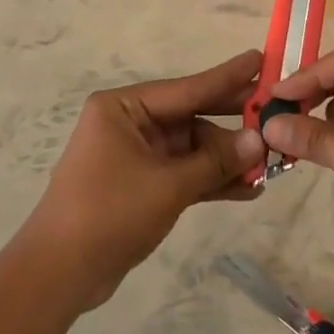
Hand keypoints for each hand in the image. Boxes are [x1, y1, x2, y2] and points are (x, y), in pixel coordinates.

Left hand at [19, 50, 265, 310]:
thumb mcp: (168, 186)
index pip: (187, 88)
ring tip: (269, 166)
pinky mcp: (141, 184)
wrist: (58, 274)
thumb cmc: (108, 214)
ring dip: (225, 160)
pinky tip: (247, 190)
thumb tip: (259, 140)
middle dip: (232, 124)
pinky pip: (184, 172)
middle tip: (275, 116)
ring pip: (192, 148)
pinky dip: (210, 180)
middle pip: (192, 117)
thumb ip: (215, 161)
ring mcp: (135, 155)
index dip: (227, 77)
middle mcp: (129, 123)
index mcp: (124, 108)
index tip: (261, 59)